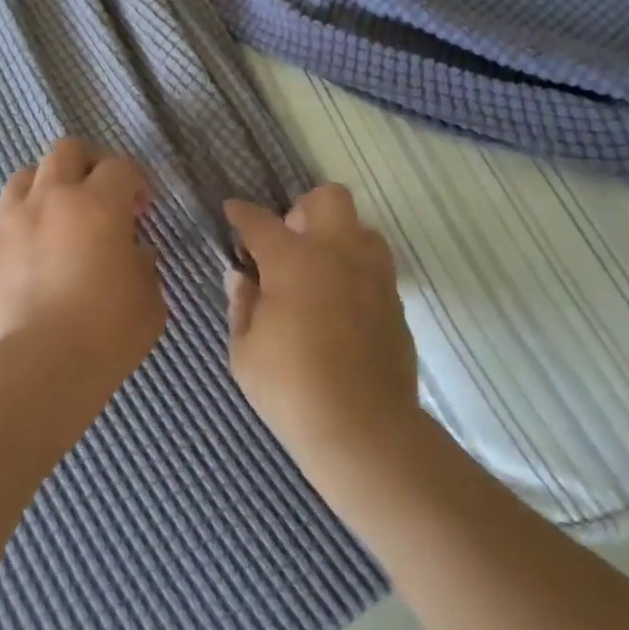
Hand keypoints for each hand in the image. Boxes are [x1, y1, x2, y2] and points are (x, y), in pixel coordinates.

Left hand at [0, 140, 166, 378]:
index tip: (140, 211)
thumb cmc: (107, 332)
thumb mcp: (148, 300)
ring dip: (46, 188)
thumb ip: (143, 266)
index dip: (134, 182)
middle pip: (65, 151)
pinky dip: (21, 230)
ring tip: (57, 220)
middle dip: (87, 164)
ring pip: (24, 177)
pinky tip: (32, 262)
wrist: (38, 368)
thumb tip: (132, 254)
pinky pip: (3, 223)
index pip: (118, 166)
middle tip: (99, 195)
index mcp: (96, 204)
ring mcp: (10, 223)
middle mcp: (50, 200)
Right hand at [224, 185, 419, 468]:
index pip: (260, 221)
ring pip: (362, 228)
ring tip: (319, 271)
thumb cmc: (291, 389)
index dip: (241, 213)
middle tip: (287, 243)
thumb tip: (241, 277)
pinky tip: (340, 304)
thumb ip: (242, 305)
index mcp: (292, 260)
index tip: (232, 212)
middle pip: (328, 198)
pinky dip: (356, 271)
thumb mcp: (245, 351)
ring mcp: (373, 275)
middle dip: (303, 209)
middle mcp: (337, 253)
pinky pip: (376, 266)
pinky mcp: (395, 301)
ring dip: (338, 238)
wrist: (364, 431)